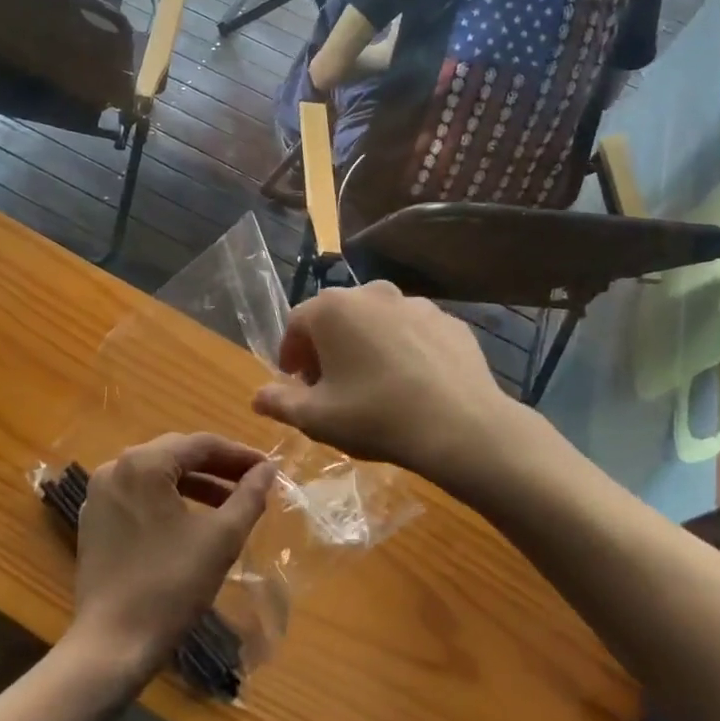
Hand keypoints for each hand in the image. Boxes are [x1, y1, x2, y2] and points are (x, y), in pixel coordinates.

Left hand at [70, 434, 274, 682]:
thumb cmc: (171, 586)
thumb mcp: (220, 538)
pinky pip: (138, 495)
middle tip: (251, 483)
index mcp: (143, 463)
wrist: (112, 645)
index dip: (238, 454)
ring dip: (194, 485)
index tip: (268, 468)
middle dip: (217, 467)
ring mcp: (100, 494)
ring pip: (156, 475)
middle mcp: (116, 466)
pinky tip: (191, 521)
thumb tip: (268, 469)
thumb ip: (248, 496)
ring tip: (228, 505)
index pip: (200, 444)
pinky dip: (167, 500)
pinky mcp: (94, 520)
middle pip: (176, 454)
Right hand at [251, 283, 517, 479]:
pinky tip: (411, 383)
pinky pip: (413, 332)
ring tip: (373, 384)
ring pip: (377, 321)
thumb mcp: (317, 418)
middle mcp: (371, 293)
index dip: (291, 353)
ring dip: (366, 344)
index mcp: (332, 309)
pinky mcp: (448, 320)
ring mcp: (414, 303)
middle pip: (337, 316)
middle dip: (327, 347)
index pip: (296, 323)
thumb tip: (257, 397)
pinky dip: (404, 349)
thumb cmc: (375, 416)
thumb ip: (281, 403)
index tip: (296, 382)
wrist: (462, 427)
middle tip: (330, 384)